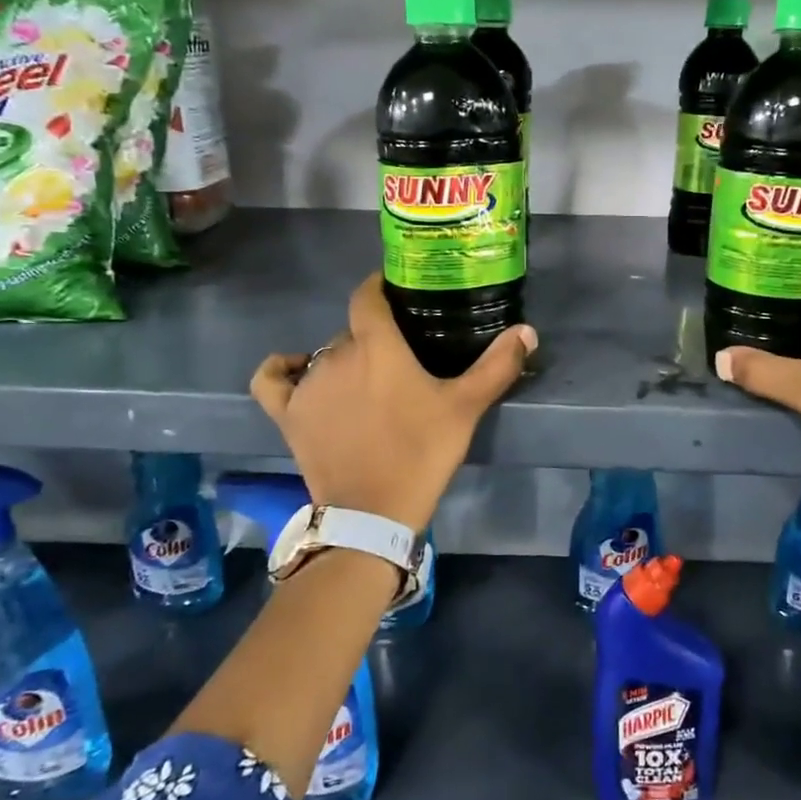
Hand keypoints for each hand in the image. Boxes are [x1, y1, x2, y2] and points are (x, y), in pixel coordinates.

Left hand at [250, 272, 535, 530]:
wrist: (373, 512)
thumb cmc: (421, 453)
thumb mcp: (465, 408)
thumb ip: (497, 366)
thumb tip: (527, 331)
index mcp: (376, 346)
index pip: (367, 296)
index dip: (379, 287)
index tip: (397, 292)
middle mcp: (334, 355)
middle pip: (352, 331)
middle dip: (374, 338)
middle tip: (400, 359)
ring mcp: (306, 385)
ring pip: (323, 355)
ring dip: (343, 361)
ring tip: (367, 383)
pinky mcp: (287, 414)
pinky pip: (273, 380)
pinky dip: (283, 369)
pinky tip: (296, 369)